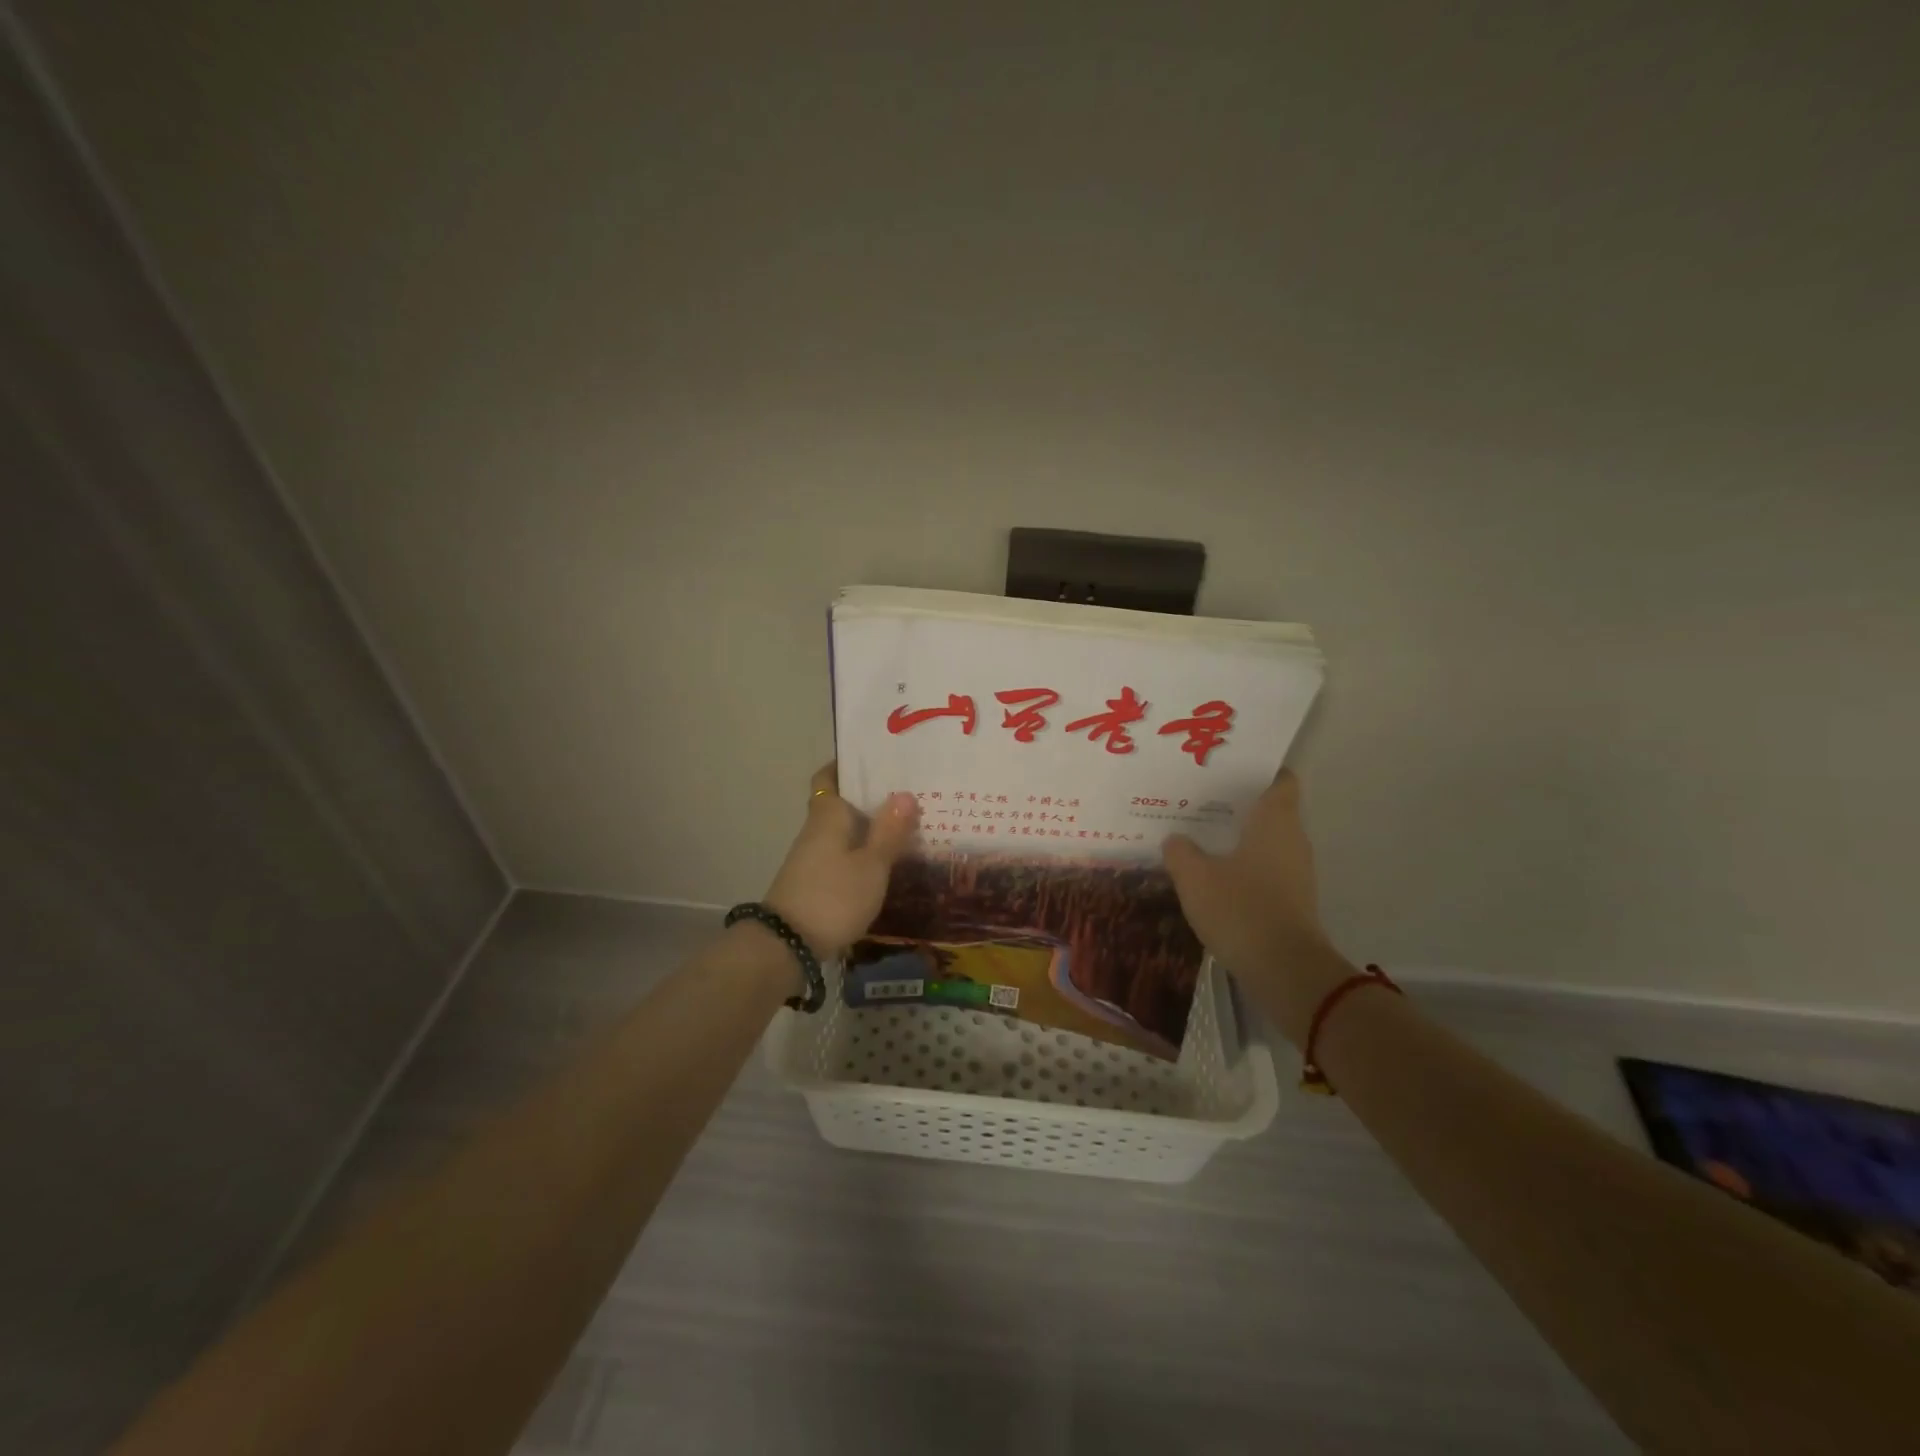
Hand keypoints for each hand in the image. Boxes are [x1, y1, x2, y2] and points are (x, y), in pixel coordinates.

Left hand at [762, 763, 919, 959]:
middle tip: (909, 791)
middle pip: (841, 802)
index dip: (848, 765)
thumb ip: (889, 831)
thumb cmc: (833, 896)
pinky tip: (886, 859)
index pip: (829, 776)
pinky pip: (842, 853)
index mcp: (828, 814)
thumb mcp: (871, 865)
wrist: (787, 945)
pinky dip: (862, 850)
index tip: (877, 760)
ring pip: (843, 829)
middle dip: (870, 797)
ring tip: (907, 823)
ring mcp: (812, 856)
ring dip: (869, 825)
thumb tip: (904, 793)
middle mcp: (816, 829)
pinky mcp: (814, 880)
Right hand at [1162, 769, 1349, 1041]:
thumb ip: (1180, 852)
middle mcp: (1292, 838)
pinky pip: (1265, 868)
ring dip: (1238, 836)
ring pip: (1266, 840)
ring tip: (1198, 834)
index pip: (1280, 779)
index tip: (1227, 767)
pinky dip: (1243, 865)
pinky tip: (1213, 874)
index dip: (1257, 769)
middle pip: (1270, 809)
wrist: (1285, 970)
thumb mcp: (1194, 877)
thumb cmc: (1241, 908)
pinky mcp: (1293, 899)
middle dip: (1237, 803)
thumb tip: (1176, 839)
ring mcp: (1297, 871)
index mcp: (1275, 820)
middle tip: (1198, 798)